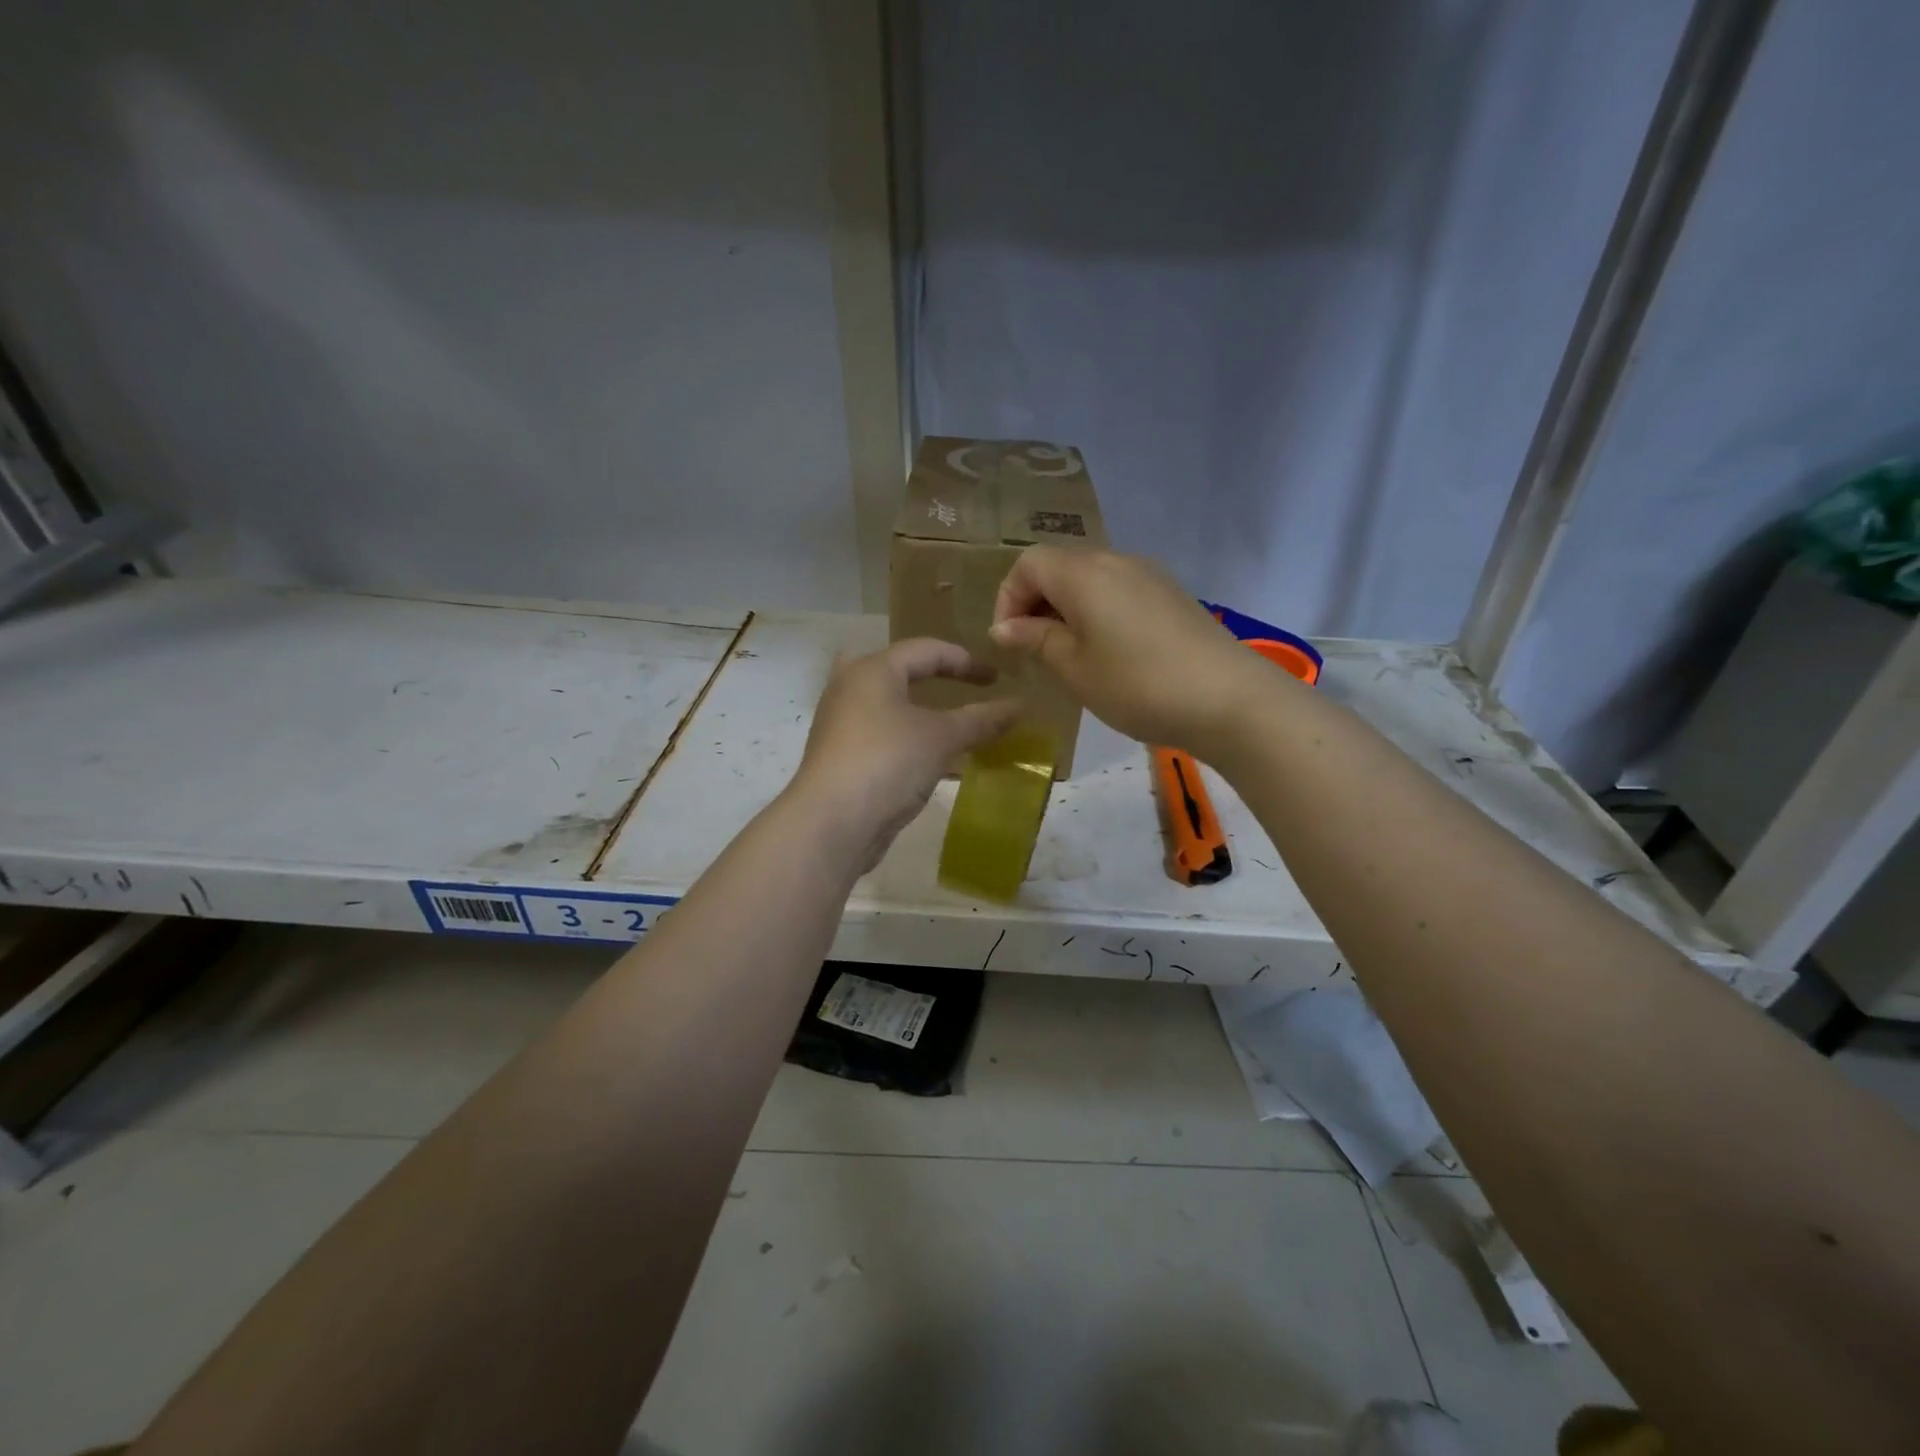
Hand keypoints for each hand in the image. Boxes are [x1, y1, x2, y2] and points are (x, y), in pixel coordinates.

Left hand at [789, 638, 1021, 869]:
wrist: (831, 823)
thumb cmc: (888, 762)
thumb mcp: (942, 737)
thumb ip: (981, 719)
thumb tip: (1019, 705)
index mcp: (872, 670)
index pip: (925, 650)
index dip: (965, 661)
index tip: (996, 678)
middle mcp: (849, 688)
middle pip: (894, 669)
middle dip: (927, 675)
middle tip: (957, 686)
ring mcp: (839, 724)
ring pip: (883, 704)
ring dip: (917, 710)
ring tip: (947, 723)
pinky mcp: (838, 757)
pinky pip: (878, 734)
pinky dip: (904, 737)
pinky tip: (924, 757)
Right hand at [990, 547, 1280, 754]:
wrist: (1229, 699)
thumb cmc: (1137, 686)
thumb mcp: (1075, 669)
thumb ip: (1035, 640)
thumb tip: (1004, 627)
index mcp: (1084, 573)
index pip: (1028, 563)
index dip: (1008, 598)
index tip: (1010, 642)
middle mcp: (1115, 560)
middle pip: (1059, 566)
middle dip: (1036, 603)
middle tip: (1035, 651)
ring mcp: (1148, 574)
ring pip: (1090, 579)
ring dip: (1067, 609)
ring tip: (1070, 656)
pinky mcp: (1171, 594)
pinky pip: (1119, 590)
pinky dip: (1098, 612)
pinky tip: (1110, 653)